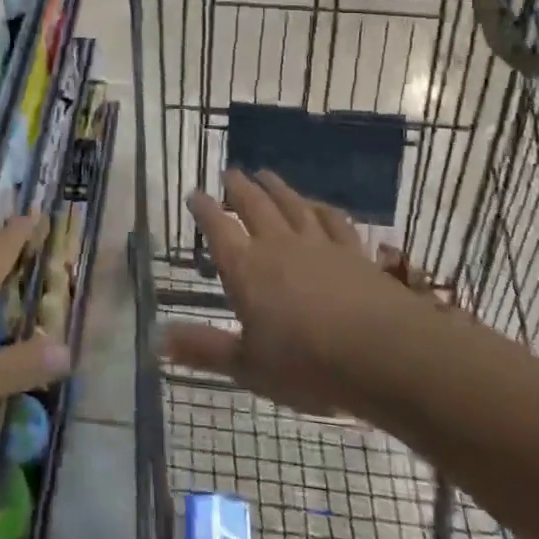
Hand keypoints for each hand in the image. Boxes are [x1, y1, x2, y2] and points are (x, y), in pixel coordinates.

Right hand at [161, 169, 437, 416]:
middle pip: (253, 206)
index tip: (194, 193)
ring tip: (265, 174)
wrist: (383, 353)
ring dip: (276, 188)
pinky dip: (321, 208)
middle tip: (229, 172)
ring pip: (291, 204)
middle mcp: (277, 245)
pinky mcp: (353, 251)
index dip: (204, 209)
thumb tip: (156, 340)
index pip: (218, 229)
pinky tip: (318, 204)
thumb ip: (203, 349)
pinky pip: (332, 220)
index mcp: (246, 269)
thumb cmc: (306, 364)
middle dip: (238, 188)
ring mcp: (318, 244)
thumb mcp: (247, 366)